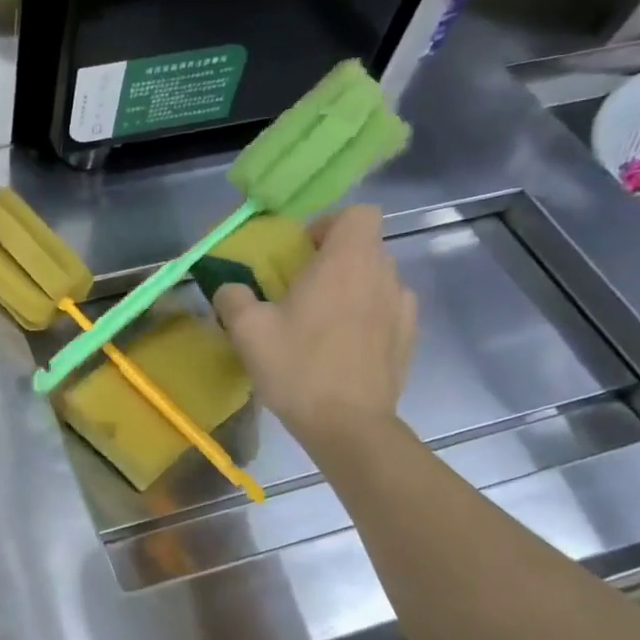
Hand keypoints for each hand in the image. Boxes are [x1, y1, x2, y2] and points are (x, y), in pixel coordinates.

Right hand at [211, 204, 417, 452]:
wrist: (348, 426)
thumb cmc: (298, 368)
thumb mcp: (247, 331)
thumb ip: (233, 298)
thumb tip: (230, 288)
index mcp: (346, 262)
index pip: (357, 214)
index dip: (329, 225)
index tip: (302, 252)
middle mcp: (382, 276)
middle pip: (365, 247)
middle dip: (334, 260)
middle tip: (301, 291)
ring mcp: (402, 309)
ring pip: (376, 280)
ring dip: (351, 289)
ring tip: (323, 322)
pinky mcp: (408, 339)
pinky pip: (387, 311)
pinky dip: (367, 317)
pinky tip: (343, 347)